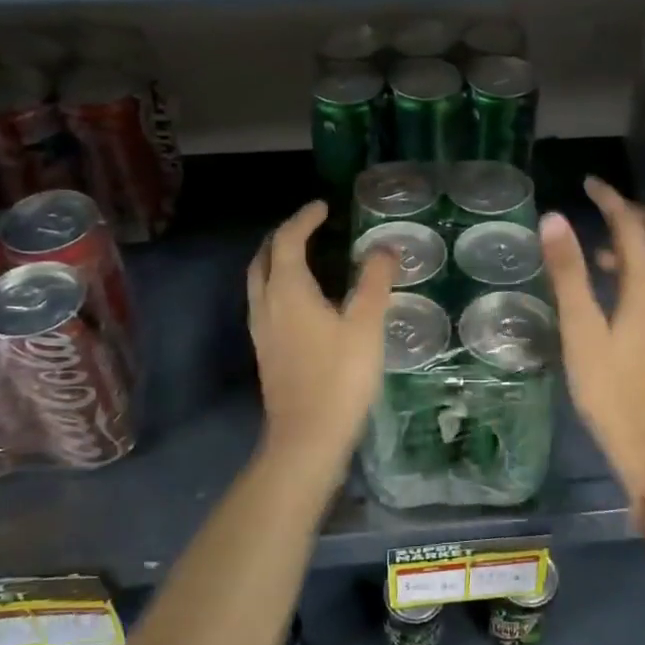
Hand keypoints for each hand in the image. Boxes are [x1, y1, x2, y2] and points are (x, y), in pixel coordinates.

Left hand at [248, 202, 395, 483]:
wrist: (307, 437)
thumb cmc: (339, 377)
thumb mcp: (365, 325)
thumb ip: (375, 281)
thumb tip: (384, 248)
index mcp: (287, 291)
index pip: (288, 240)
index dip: (304, 219)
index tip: (323, 207)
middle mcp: (266, 304)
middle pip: (264, 258)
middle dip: (283, 236)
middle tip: (310, 227)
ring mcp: (261, 330)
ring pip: (260, 282)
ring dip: (277, 261)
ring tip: (305, 256)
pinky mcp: (266, 352)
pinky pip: (265, 303)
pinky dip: (279, 285)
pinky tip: (303, 301)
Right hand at [539, 178, 644, 525]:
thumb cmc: (608, 387)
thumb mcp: (580, 329)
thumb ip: (568, 273)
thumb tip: (554, 219)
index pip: (632, 229)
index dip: (611, 201)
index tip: (588, 184)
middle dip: (642, 216)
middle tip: (608, 209)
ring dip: (644, 242)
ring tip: (601, 247)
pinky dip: (643, 268)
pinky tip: (613, 287)